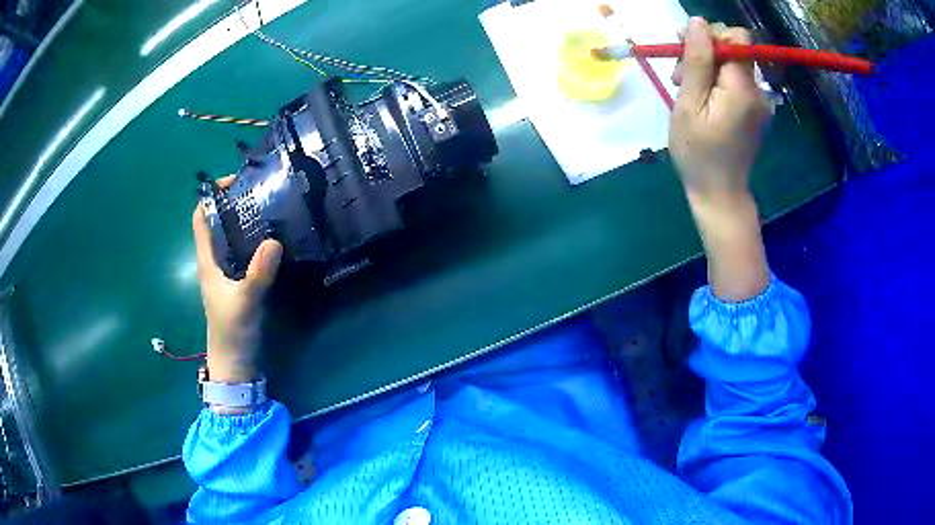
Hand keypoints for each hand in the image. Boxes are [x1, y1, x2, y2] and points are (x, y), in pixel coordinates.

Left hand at [192, 176, 282, 383]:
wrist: (234, 362)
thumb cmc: (232, 332)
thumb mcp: (245, 303)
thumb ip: (257, 274)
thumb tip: (274, 241)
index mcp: (207, 260)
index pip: (200, 218)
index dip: (211, 196)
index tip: (234, 182)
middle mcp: (214, 261)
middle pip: (217, 222)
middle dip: (233, 203)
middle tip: (260, 191)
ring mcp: (226, 271)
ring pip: (230, 236)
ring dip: (244, 220)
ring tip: (269, 207)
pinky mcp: (238, 281)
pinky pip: (243, 251)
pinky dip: (253, 238)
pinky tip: (272, 237)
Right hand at [669, 18, 770, 203]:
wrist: (720, 194)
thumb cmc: (699, 153)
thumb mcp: (689, 105)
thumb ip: (696, 61)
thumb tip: (697, 22)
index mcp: (743, 88)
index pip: (737, 38)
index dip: (711, 33)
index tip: (686, 45)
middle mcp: (757, 91)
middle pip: (735, 48)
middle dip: (705, 50)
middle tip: (680, 73)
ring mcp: (759, 101)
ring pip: (733, 63)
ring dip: (707, 66)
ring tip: (685, 87)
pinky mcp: (755, 109)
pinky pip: (736, 80)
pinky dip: (717, 81)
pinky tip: (702, 98)